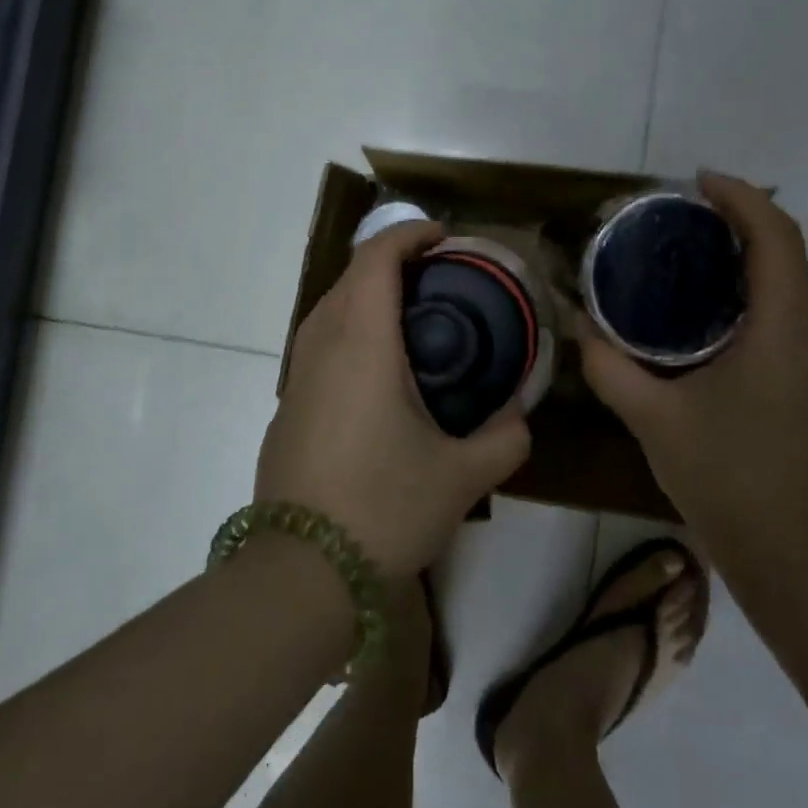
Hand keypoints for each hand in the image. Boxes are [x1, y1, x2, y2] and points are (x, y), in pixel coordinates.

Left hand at [256, 220, 531, 577]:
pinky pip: (319, 343)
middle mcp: (321, 346)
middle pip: (350, 276)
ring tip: (414, 317)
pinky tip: (380, 371)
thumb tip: (520, 417)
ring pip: (329, 308)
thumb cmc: (383, 508)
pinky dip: (351, 330)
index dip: (408, 234)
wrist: (300, 574)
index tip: (444, 238)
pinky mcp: (287, 406)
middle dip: (392, 261)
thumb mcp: (462, 477)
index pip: (375, 258)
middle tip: (440, 278)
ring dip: (368, 295)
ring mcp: (296, 376)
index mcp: (362, 343)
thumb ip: (504, 439)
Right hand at [579, 173, 807, 565]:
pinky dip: (746, 289)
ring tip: (682, 249)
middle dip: (738, 218)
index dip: (741, 197)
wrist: (793, 558)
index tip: (694, 182)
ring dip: (743, 253)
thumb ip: (609, 367)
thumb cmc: (728, 479)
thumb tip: (577, 326)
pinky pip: (782, 311)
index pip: (775, 236)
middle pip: (784, 250)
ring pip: (786, 281)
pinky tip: (699, 308)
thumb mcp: (654, 419)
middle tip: (677, 213)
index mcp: (784, 328)